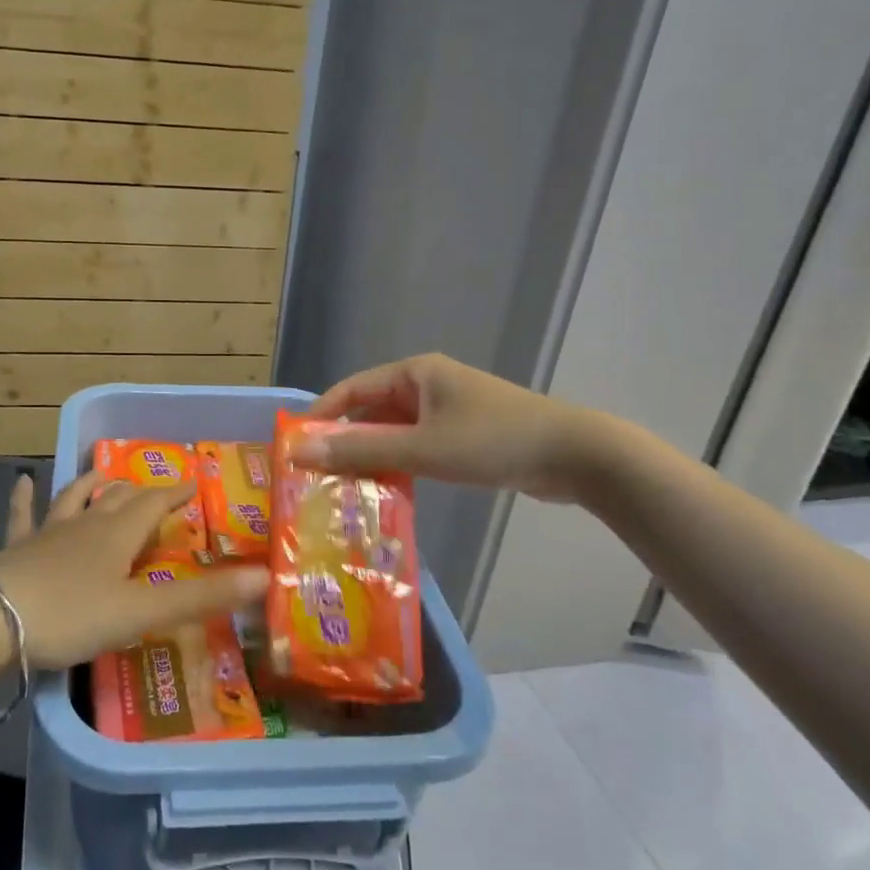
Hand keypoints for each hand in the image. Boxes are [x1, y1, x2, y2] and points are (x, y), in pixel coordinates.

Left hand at [0, 471, 268, 670]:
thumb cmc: (71, 614)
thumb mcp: (140, 612)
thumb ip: (200, 598)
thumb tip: (264, 576)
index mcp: (118, 535)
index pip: (154, 504)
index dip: (175, 494)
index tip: (192, 485)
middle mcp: (85, 524)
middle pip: (118, 499)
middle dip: (140, 492)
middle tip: (154, 490)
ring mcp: (48, 533)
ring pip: (75, 498)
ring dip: (93, 486)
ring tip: (105, 476)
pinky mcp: (17, 548)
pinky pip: (23, 515)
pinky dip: (24, 498)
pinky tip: (21, 481)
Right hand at [296, 353, 604, 502]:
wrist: (576, 456)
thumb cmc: (493, 441)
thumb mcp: (422, 447)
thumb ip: (361, 450)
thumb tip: (300, 452)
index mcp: (414, 373)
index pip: (351, 389)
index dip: (320, 416)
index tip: (293, 447)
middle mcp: (426, 386)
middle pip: (370, 412)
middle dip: (343, 443)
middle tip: (314, 478)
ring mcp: (446, 411)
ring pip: (393, 433)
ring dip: (370, 459)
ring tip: (341, 492)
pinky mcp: (463, 436)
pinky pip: (416, 448)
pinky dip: (398, 467)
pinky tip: (383, 495)